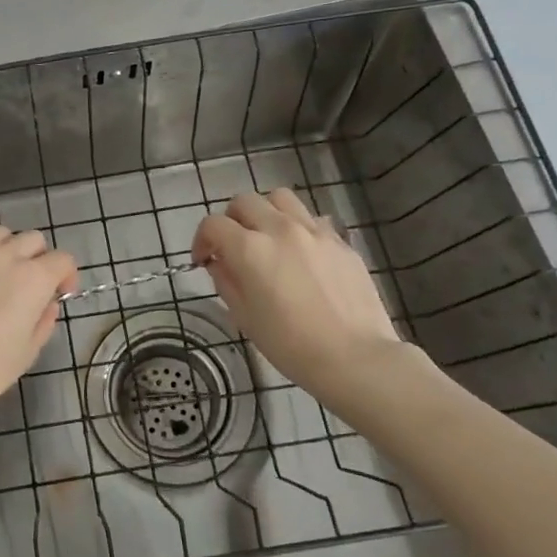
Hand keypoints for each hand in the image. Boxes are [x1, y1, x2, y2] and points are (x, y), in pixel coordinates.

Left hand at [0, 228, 77, 426]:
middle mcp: (5, 255)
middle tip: (30, 285)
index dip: (66, 275)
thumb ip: (44, 323)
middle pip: (32, 239)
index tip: (61, 294)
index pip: (63, 260)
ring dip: (6, 249)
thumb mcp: (27, 353)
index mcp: (34, 278)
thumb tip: (48, 305)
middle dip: (38, 258)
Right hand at [192, 189, 402, 406]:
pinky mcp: (340, 241)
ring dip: (266, 212)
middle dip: (231, 220)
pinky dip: (298, 227)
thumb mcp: (245, 317)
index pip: (213, 225)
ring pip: (280, 198)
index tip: (204, 260)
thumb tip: (219, 263)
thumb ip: (226, 282)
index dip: (201, 240)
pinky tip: (302, 253)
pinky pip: (312, 219)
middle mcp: (279, 229)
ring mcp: (314, 231)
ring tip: (268, 237)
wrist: (355, 358)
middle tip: (233, 246)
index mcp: (250, 249)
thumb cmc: (291, 345)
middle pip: (244, 201)